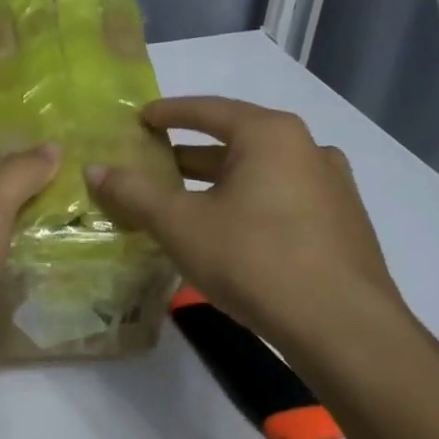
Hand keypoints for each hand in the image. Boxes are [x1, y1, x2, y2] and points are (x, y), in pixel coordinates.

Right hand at [85, 96, 405, 357]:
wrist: (343, 328)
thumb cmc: (255, 259)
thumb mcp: (181, 225)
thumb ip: (135, 193)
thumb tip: (94, 169)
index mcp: (270, 135)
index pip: (209, 110)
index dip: (169, 112)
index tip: (141, 117)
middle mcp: (307, 149)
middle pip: (236, 141)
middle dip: (191, 155)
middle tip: (154, 165)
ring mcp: (332, 187)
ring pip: (261, 174)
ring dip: (221, 183)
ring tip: (185, 202)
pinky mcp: (342, 224)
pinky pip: (282, 200)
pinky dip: (249, 205)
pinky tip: (230, 233)